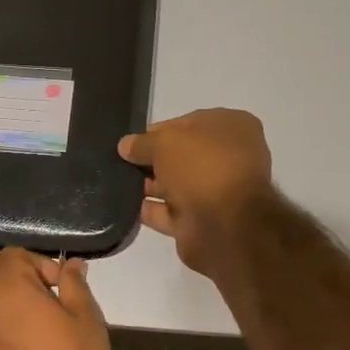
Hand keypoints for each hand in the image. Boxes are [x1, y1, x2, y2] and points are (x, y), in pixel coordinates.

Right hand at [119, 109, 273, 277]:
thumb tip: (125, 145)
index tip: (131, 142)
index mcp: (232, 127)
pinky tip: (125, 207)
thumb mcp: (166, 142)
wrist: (225, 226)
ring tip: (117, 184)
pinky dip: (150, 210)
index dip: (157, 132)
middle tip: (120, 163)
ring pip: (175, 185)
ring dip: (149, 185)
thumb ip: (143, 142)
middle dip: (151, 160)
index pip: (186, 123)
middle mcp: (228, 158)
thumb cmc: (203, 168)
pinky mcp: (203, 221)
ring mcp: (217, 192)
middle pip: (181, 156)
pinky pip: (170, 212)